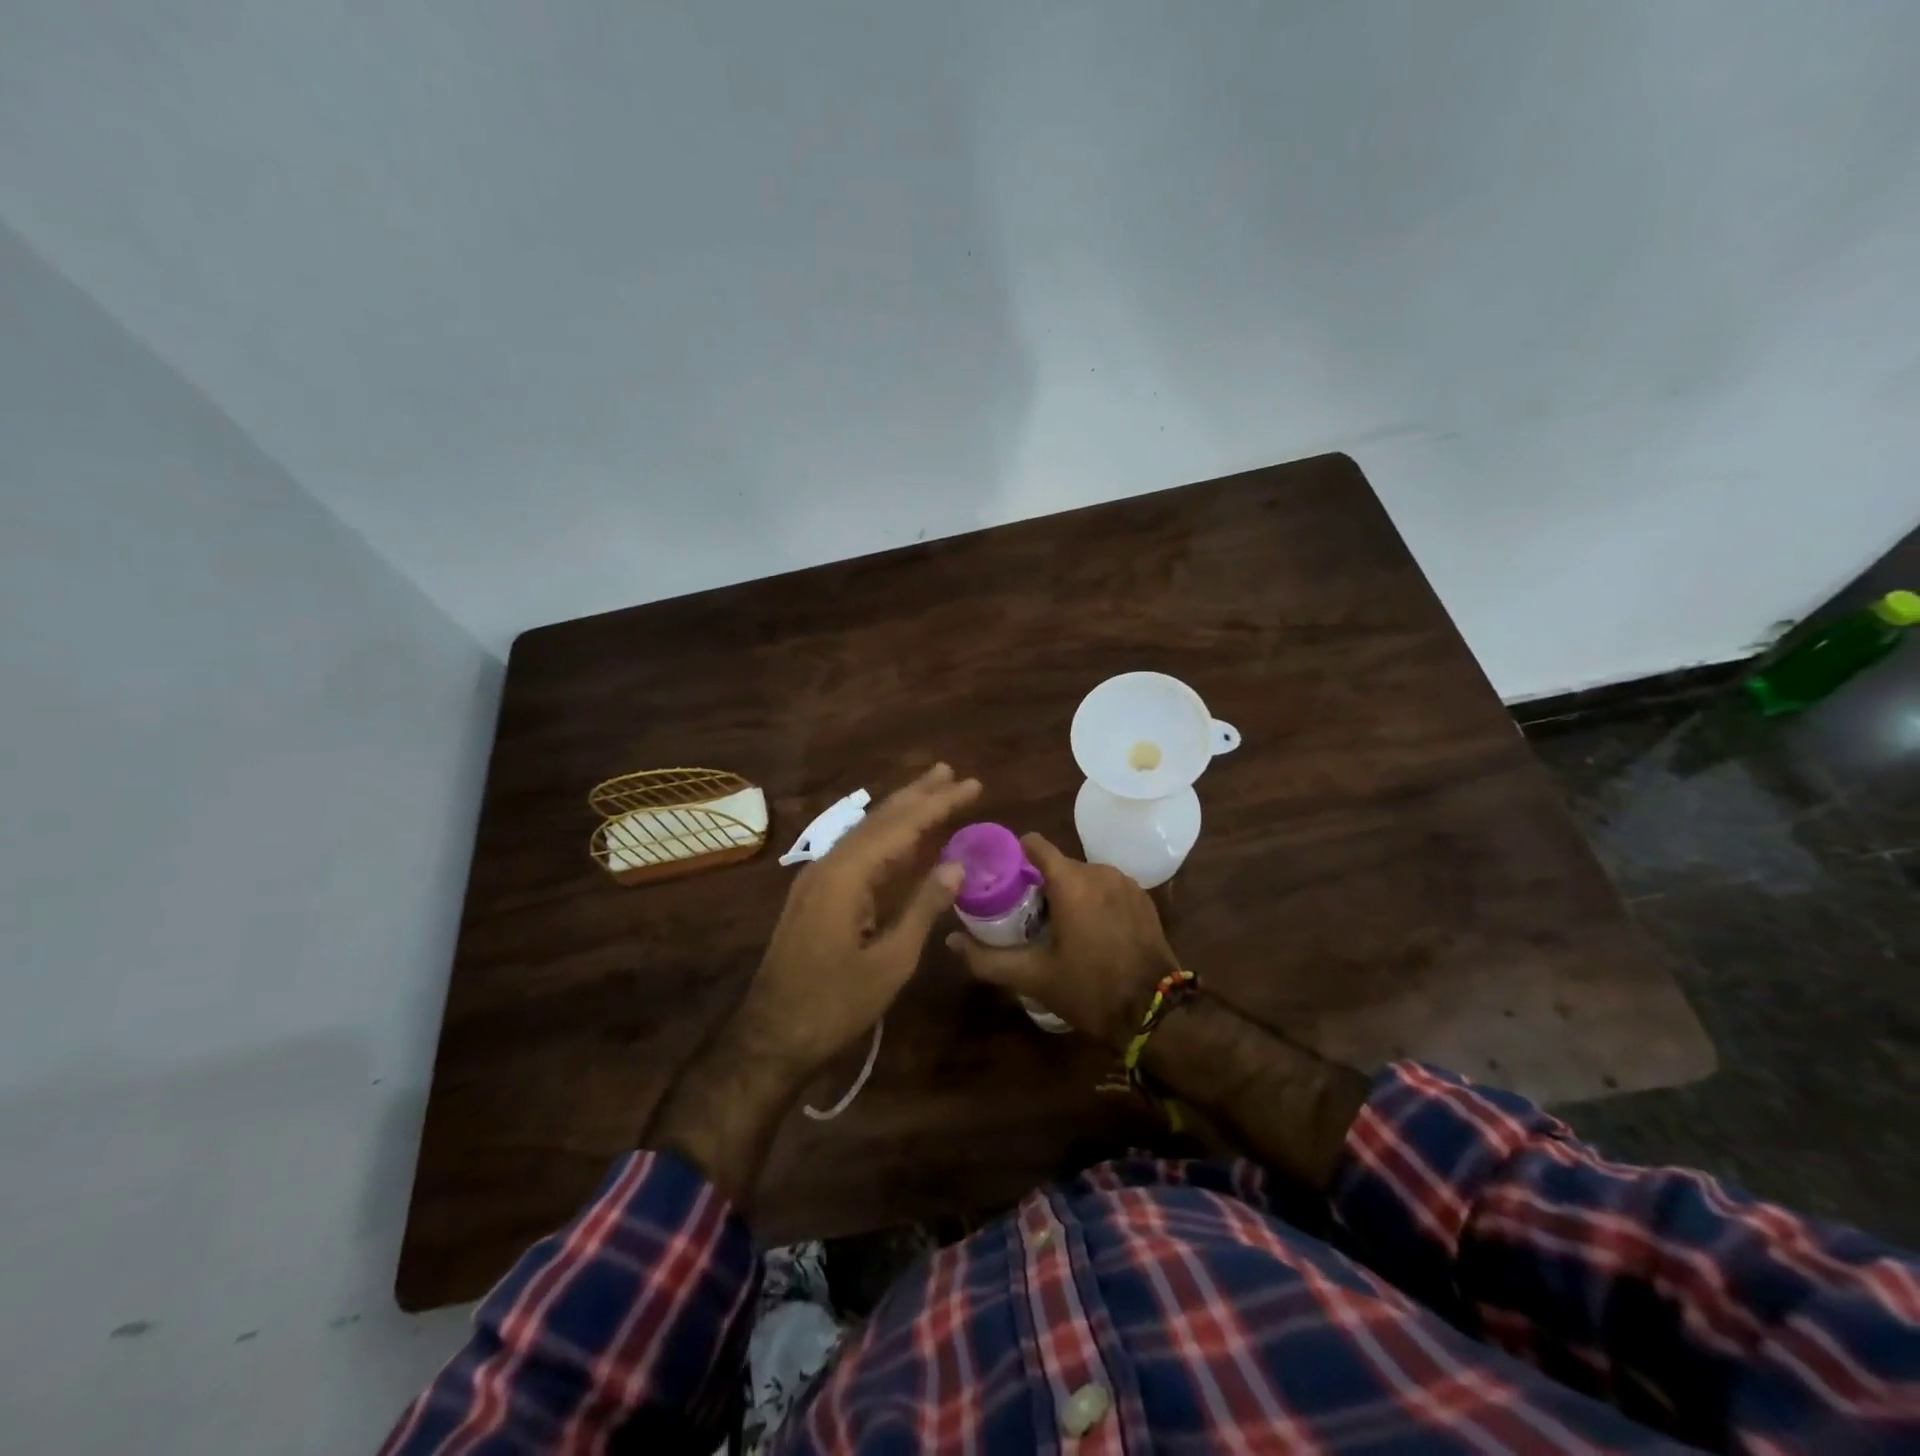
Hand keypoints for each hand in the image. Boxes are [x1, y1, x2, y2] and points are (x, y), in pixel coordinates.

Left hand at [733, 763, 981, 1076]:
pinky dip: (885, 841)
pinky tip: (901, 840)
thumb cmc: (835, 1004)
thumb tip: (956, 866)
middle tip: (951, 772)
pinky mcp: (816, 896)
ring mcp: (818, 880)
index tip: (971, 784)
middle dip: (917, 795)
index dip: (938, 804)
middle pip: (879, 819)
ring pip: (866, 834)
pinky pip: (857, 855)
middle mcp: (828, 865)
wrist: (771, 1037)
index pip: (901, 826)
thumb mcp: (891, 961)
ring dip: (900, 812)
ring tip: (932, 792)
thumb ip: (923, 908)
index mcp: (846, 875)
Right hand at [946, 833, 1181, 1050]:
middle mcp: (1099, 870)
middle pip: (1057, 864)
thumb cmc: (1089, 989)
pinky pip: (1107, 888)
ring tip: (1057, 926)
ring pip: (1083, 876)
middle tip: (1024, 915)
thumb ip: (986, 958)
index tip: (999, 878)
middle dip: (1039, 884)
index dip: (1012, 855)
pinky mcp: (1143, 898)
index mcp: (1070, 881)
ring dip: (1068, 893)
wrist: (1156, 1013)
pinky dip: (1094, 900)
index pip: (1033, 844)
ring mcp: (1125, 883)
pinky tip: (1090, 931)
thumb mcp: (1032, 977)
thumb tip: (950, 941)